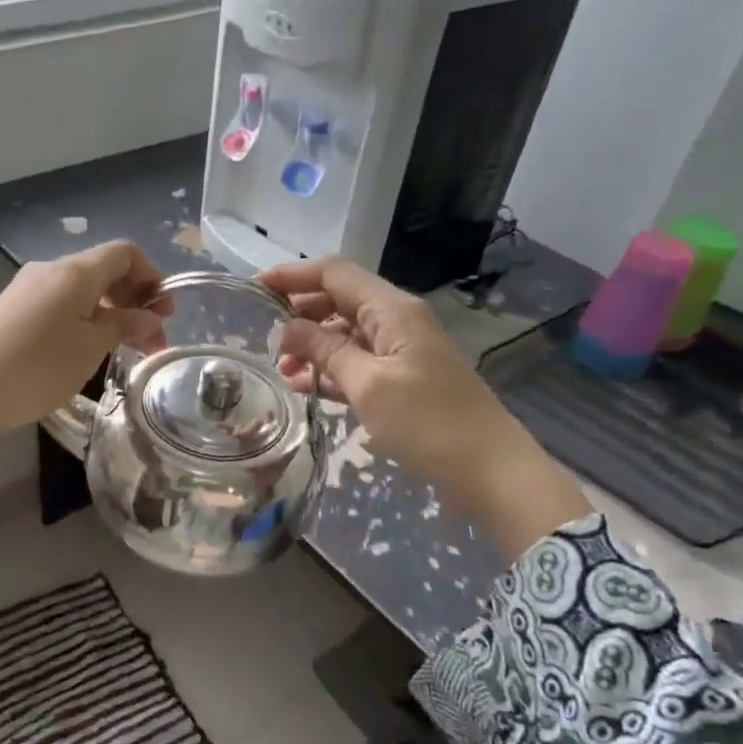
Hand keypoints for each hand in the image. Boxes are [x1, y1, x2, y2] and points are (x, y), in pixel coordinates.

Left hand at [0, 242, 168, 472]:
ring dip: (105, 316)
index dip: (151, 277)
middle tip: (148, 342)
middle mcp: (48, 270)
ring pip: (78, 292)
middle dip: (132, 302)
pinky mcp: (6, 313)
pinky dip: (79, 323)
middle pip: (102, 272)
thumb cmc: (37, 366)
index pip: (124, 253)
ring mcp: (24, 291)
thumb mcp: (90, 348)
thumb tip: (149, 315)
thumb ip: (123, 326)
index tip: (164, 314)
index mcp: (75, 271)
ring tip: (115, 353)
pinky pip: (55, 307)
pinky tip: (77, 355)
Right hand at [259, 256, 589, 557]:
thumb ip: (326, 351)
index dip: (294, 277)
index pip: (335, 274)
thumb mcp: (368, 385)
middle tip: (264, 337)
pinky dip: (329, 370)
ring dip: (312, 346)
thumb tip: (289, 327)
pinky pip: (356, 363)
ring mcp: (399, 352)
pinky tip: (303, 387)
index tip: (255, 289)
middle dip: (300, 313)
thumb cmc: (427, 422)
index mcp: (392, 310)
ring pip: (345, 334)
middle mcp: (396, 321)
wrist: (487, 469)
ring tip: (281, 369)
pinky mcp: (400, 380)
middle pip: (339, 300)